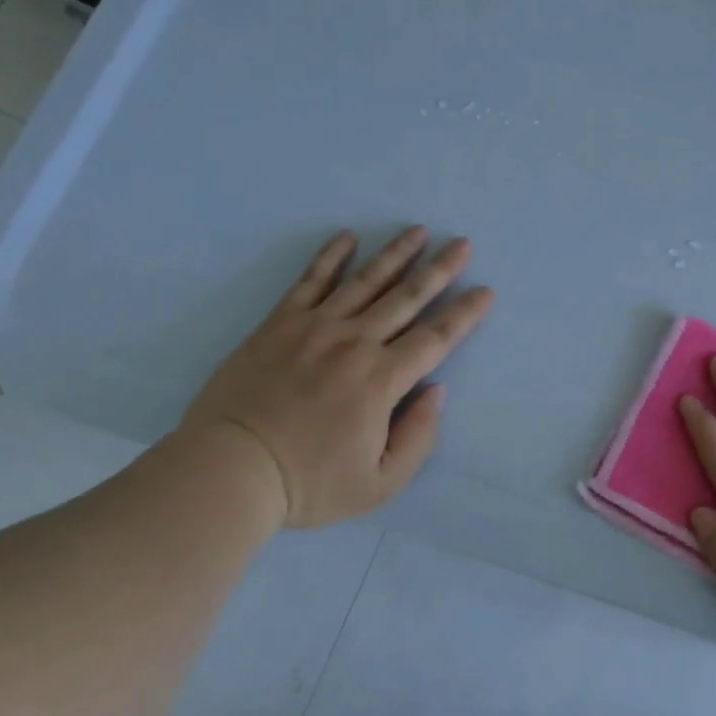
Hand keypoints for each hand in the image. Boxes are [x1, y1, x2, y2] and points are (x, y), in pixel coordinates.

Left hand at [181, 227, 493, 528]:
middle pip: (407, 297)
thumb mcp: (379, 484)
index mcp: (382, 380)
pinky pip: (311, 280)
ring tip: (417, 231)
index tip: (485, 290)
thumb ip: (417, 438)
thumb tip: (435, 391)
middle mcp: (355, 342)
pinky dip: (331, 257)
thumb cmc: (308, 483)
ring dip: (395, 254)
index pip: (435, 338)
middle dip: (439, 269)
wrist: (230, 469)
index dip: (464, 314)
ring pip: (366, 281)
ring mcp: (316, 327)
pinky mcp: (280, 323)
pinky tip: (347, 237)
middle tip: (461, 243)